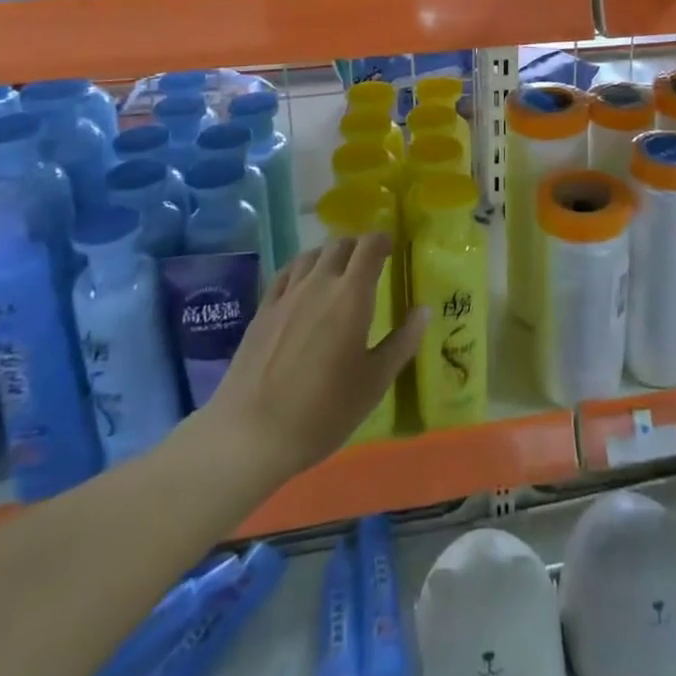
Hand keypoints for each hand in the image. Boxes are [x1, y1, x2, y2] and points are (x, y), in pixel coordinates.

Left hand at [197, 234, 425, 483]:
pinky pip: (287, 272)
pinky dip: (302, 268)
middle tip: (368, 266)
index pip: (370, 246)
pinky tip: (304, 284)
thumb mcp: (374, 382)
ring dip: (330, 255)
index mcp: (352, 295)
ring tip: (338, 273)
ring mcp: (287, 294)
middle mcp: (320, 282)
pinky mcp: (263, 309)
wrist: (251, 434)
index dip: (383, 241)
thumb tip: (423, 310)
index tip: (391, 250)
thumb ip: (402, 342)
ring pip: (312, 254)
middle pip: (340, 244)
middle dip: (358, 247)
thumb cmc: (324, 411)